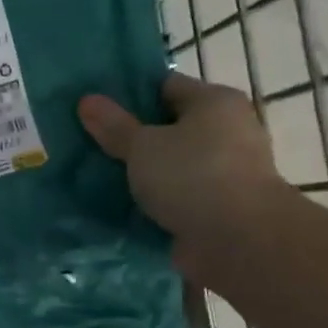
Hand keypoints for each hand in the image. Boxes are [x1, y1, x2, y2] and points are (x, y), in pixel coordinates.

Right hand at [78, 74, 287, 279]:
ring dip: (144, 173)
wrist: (240, 241)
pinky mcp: (219, 206)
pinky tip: (123, 206)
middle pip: (170, 127)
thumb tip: (87, 100)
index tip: (96, 109)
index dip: (129, 95)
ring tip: (100, 176)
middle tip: (92, 143)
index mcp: (214, 102)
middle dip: (134, 137)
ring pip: (173, 164)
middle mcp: (227, 130)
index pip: (165, 86)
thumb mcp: (143, 146)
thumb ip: (114, 125)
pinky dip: (156, 201)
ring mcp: (226, 171)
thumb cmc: (192, 176)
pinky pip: (178, 196)